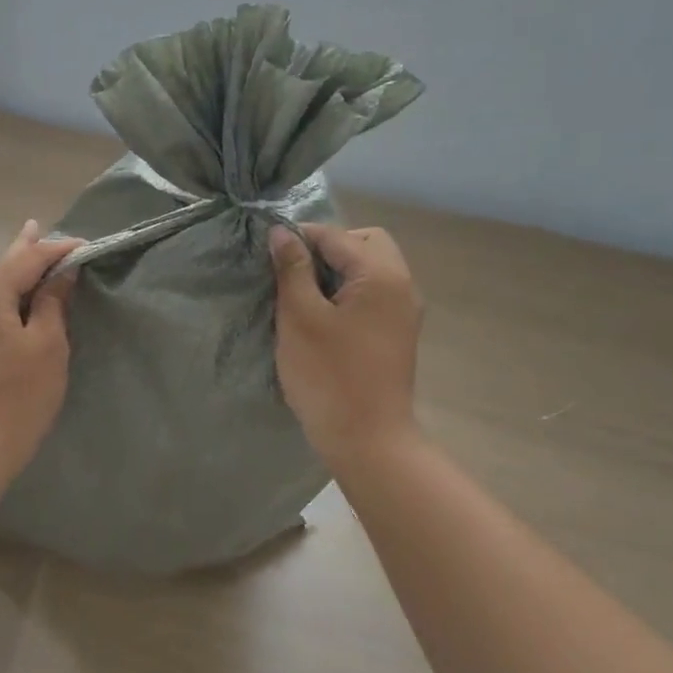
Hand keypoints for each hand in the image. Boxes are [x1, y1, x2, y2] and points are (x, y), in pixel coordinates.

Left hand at [0, 220, 81, 481]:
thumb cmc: (20, 394)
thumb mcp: (48, 344)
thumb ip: (53, 302)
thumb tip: (60, 273)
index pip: (28, 258)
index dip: (58, 249)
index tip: (87, 246)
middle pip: (4, 266)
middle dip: (27, 249)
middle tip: (39, 226)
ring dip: (16, 270)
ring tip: (29, 250)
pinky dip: (8, 294)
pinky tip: (15, 295)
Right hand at [269, 223, 422, 469]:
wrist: (368, 440)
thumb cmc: (329, 376)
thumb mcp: (300, 317)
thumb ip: (293, 269)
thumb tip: (282, 231)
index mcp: (381, 275)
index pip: (336, 235)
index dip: (299, 237)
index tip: (268, 253)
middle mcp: (402, 285)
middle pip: (365, 243)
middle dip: (328, 248)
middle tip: (294, 273)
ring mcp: (404, 311)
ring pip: (371, 268)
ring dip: (338, 271)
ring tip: (303, 296)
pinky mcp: (398, 333)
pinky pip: (374, 294)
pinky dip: (349, 292)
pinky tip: (323, 317)